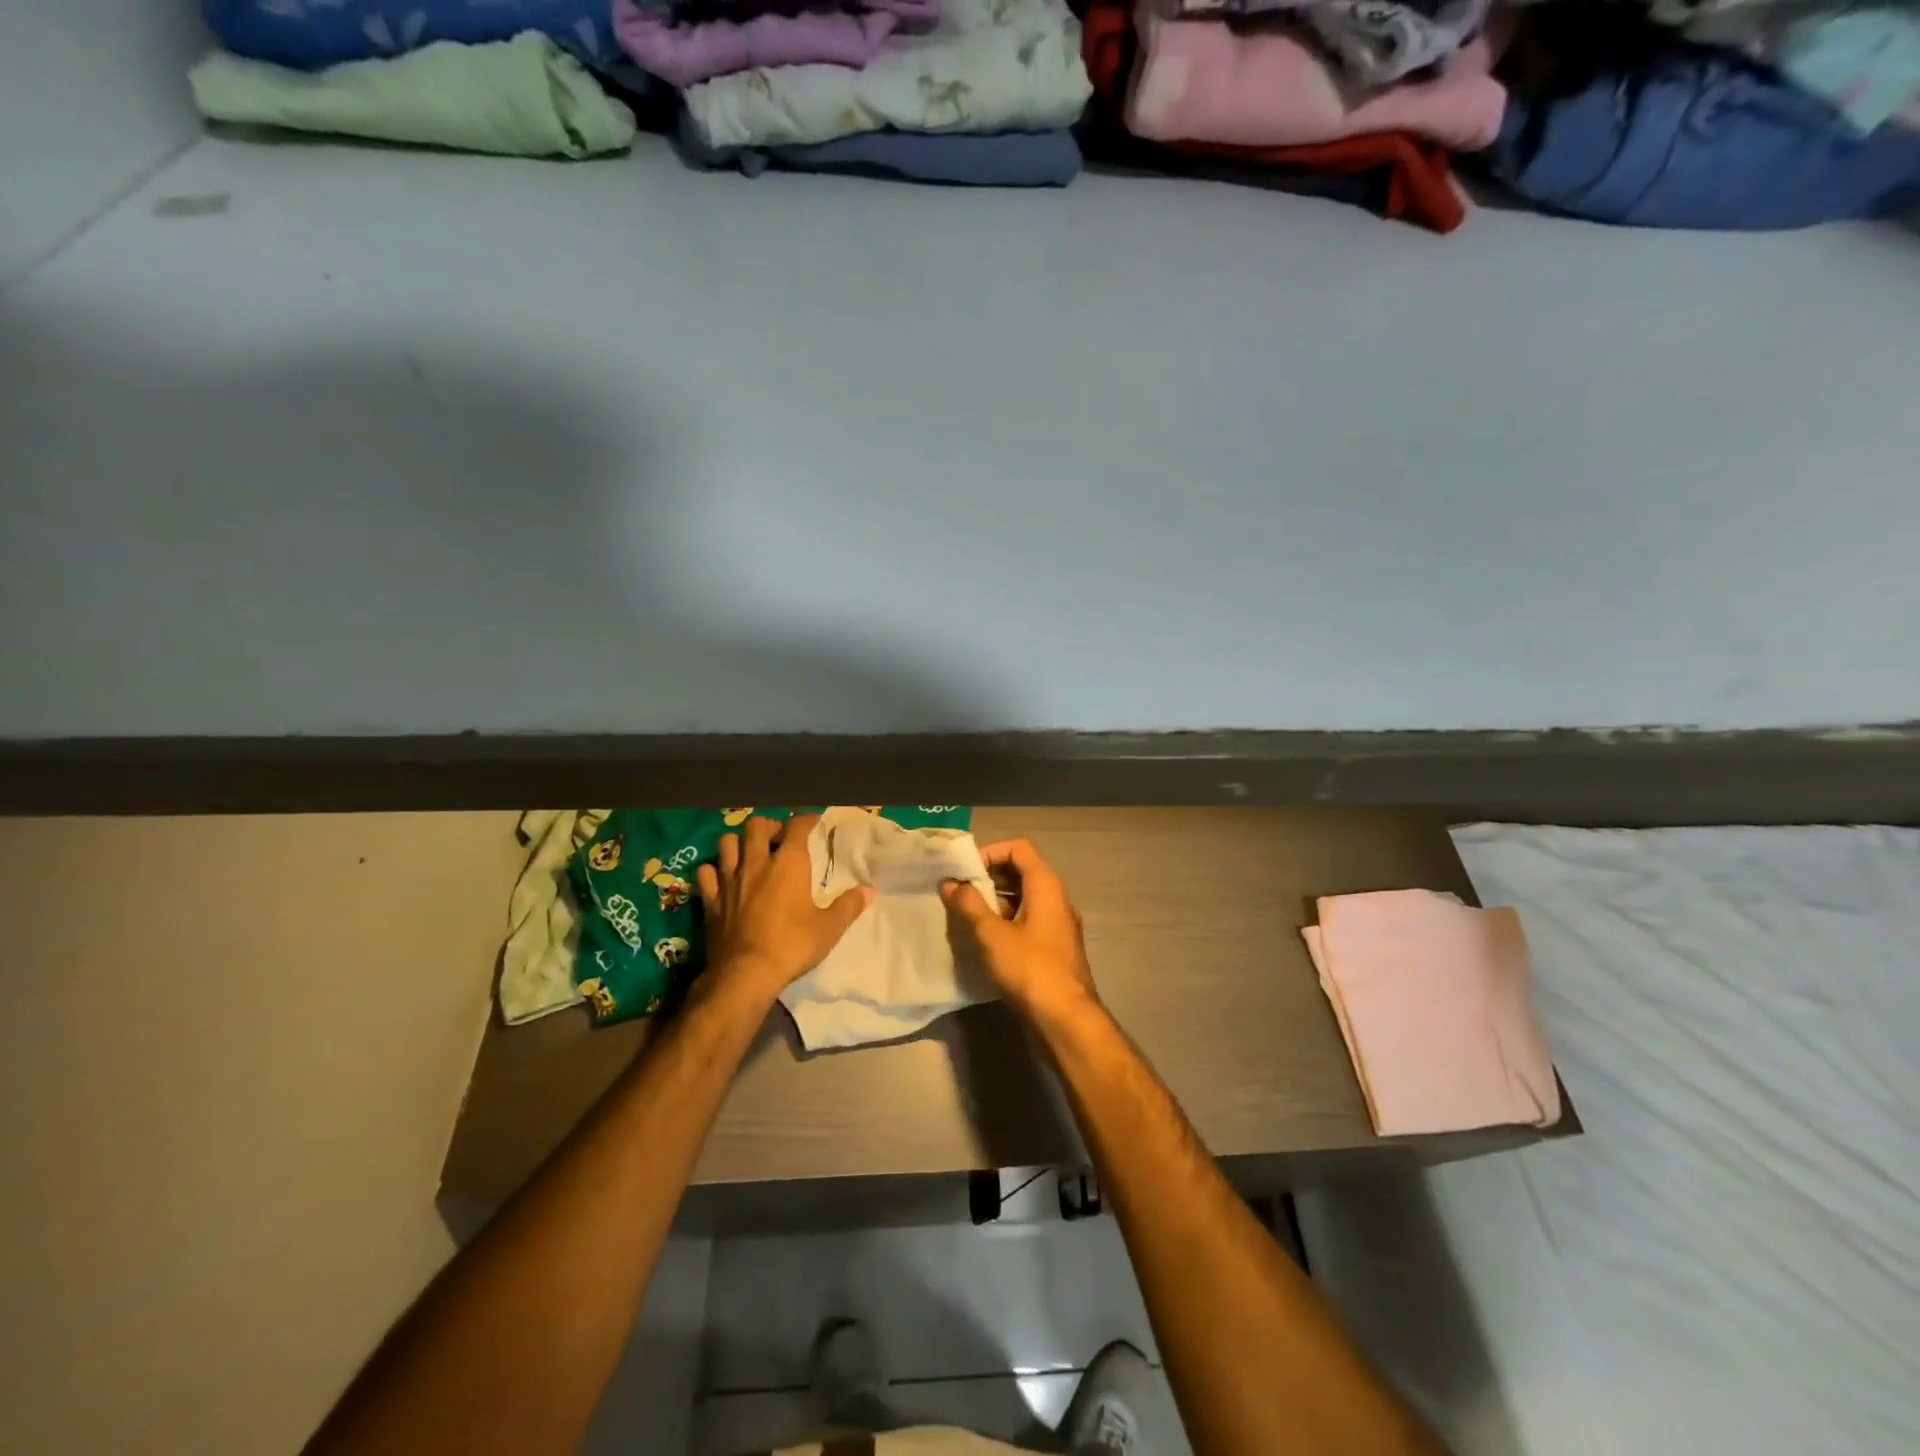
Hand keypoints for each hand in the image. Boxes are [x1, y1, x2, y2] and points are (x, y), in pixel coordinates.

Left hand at [697, 814, 872, 997]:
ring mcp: (730, 880)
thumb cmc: (792, 945)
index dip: (805, 820)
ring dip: (738, 843)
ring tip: (748, 853)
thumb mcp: (829, 928)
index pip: (797, 826)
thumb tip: (868, 891)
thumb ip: (849, 906)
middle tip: (778, 838)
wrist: (746, 973)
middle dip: (768, 826)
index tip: (813, 822)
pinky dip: (713, 870)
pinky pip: (706, 873)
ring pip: (726, 843)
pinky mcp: (711, 900)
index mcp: (789, 863)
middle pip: (756, 826)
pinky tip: (721, 877)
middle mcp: (757, 863)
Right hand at [940, 838, 1099, 1023]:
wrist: (1066, 1021)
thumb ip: (969, 905)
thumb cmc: (1030, 969)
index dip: (990, 852)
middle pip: (1020, 872)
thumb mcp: (992, 934)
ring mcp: (1056, 926)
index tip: (964, 872)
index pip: (1019, 848)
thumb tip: (950, 882)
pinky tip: (982, 941)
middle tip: (959, 894)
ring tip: (964, 917)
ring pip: (1022, 900)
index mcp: (1046, 886)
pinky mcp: (1052, 950)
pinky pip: (1026, 923)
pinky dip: (1004, 923)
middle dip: (988, 878)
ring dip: (994, 903)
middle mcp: (1056, 899)